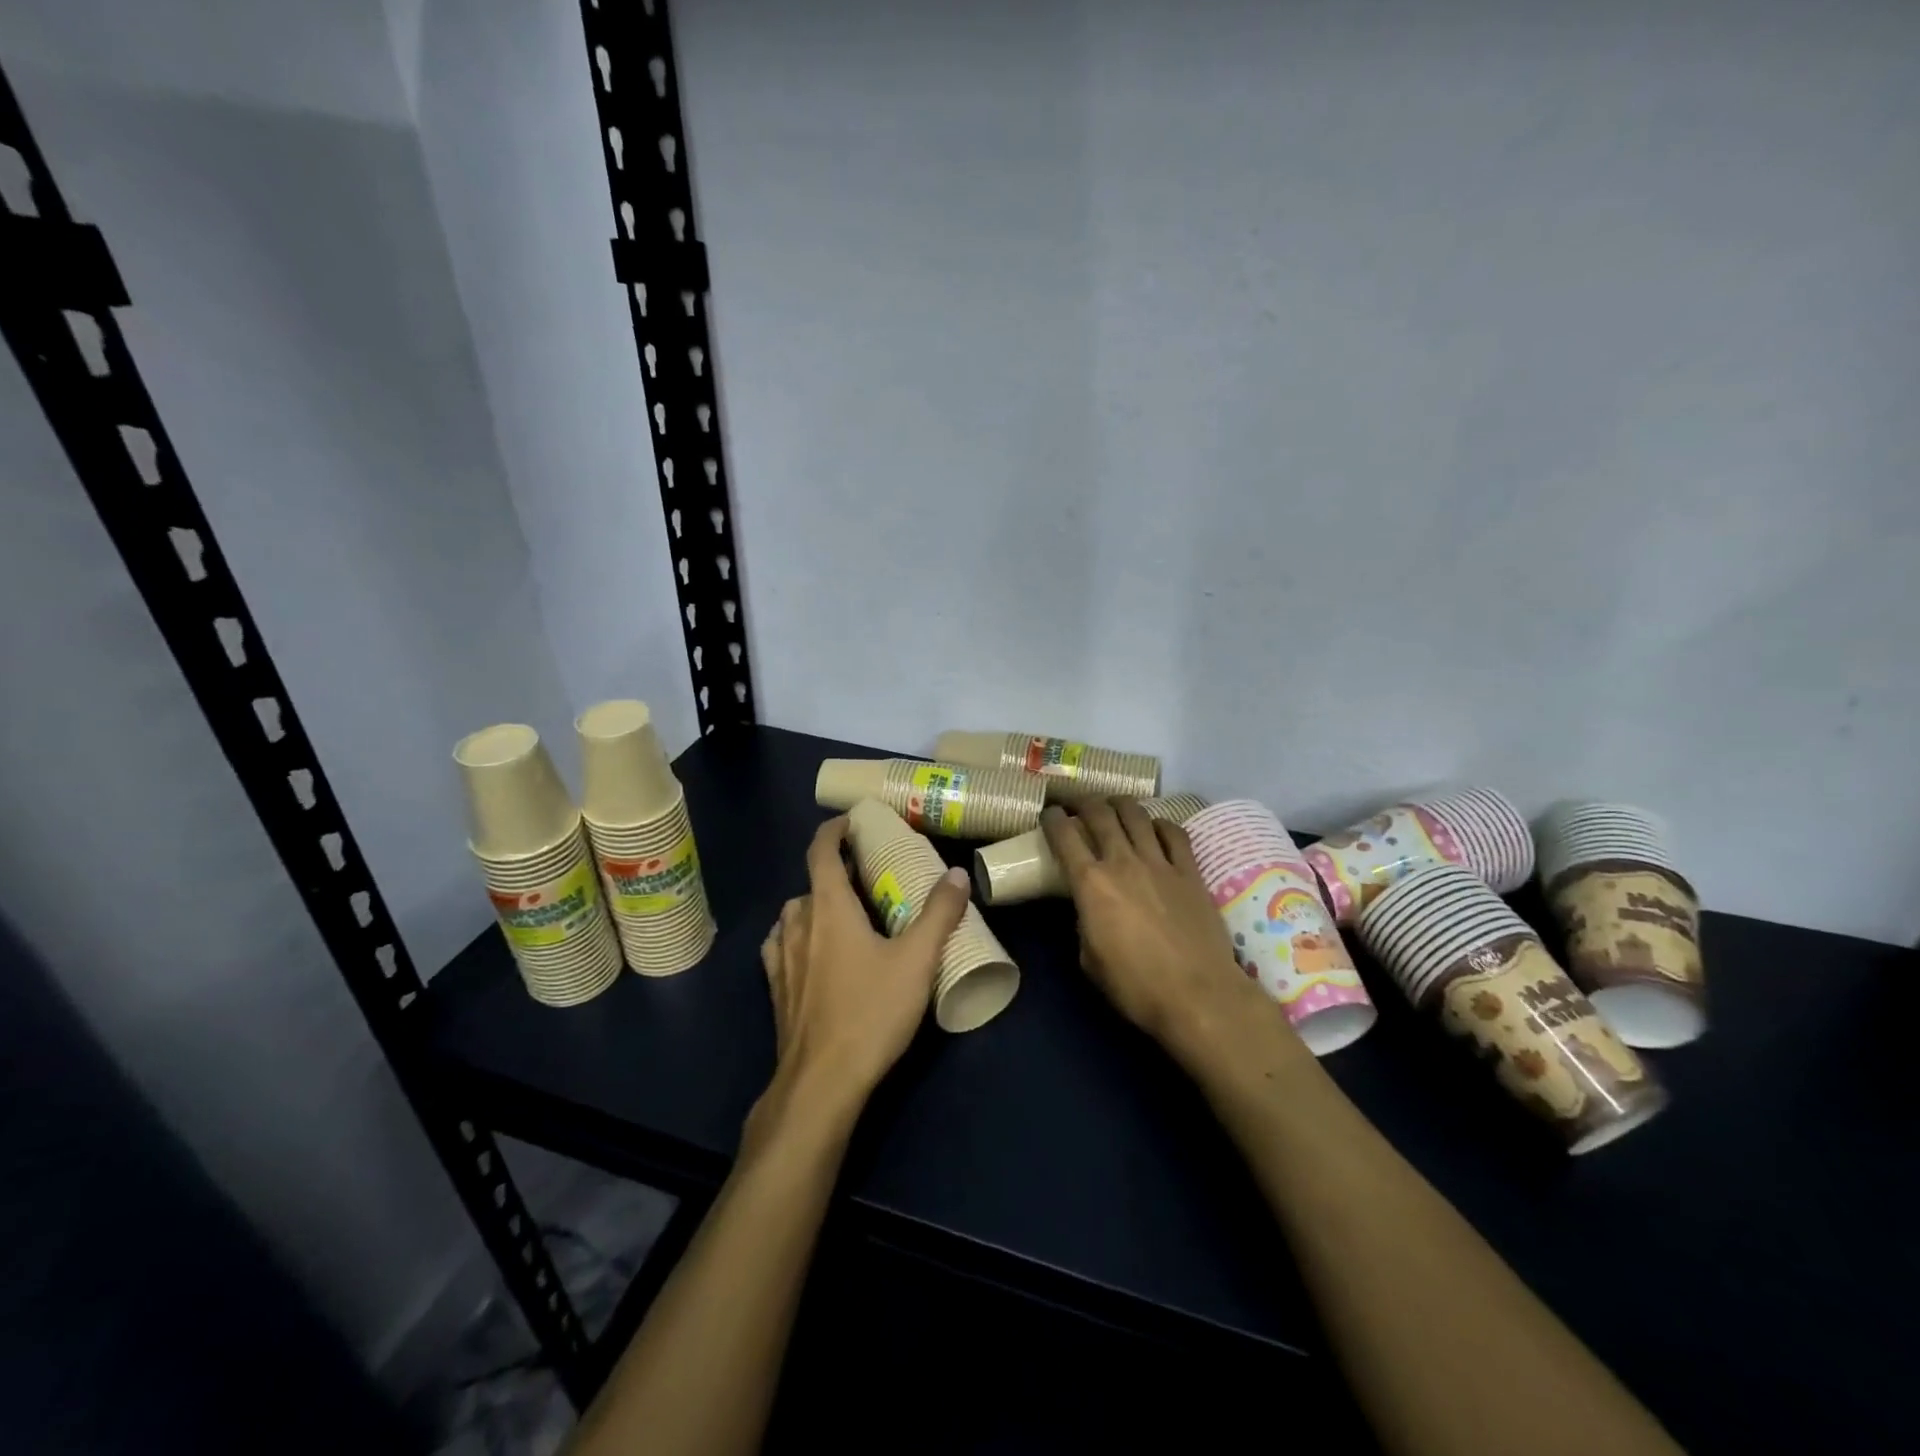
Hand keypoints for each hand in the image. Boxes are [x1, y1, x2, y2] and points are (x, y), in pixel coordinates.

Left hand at [758, 816, 971, 1120]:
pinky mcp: (775, 988)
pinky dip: (798, 937)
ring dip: (815, 906)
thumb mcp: (916, 961)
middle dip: (834, 874)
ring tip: (844, 916)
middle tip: (867, 879)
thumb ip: (939, 914)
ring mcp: (780, 957)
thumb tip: (957, 874)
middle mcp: (797, 924)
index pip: (821, 852)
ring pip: (794, 915)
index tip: (850, 822)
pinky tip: (816, 955)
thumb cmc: (870, 1012)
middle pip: (810, 884)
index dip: (833, 831)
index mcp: (828, 908)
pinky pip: (781, 945)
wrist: (821, 1082)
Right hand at [1042, 799, 1264, 1052]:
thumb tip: (1090, 911)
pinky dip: (1160, 824)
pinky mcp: (1190, 872)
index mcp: (1091, 884)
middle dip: (1083, 802)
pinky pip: (1174, 834)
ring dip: (1120, 804)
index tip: (1048, 813)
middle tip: (1077, 803)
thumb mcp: (1090, 959)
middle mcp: (1122, 862)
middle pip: (1100, 814)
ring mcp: (1160, 863)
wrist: (1198, 995)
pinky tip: (1155, 827)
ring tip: (1113, 804)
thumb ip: (1085, 924)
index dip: (1052, 819)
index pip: (1064, 836)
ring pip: (1136, 815)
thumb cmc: (1136, 986)